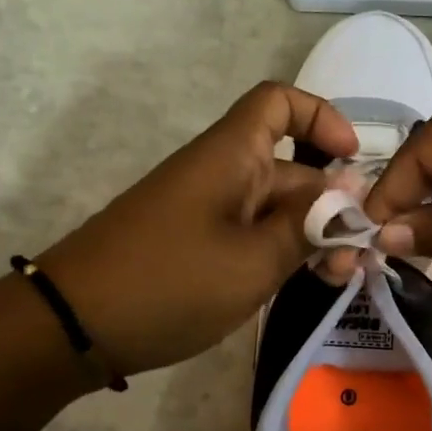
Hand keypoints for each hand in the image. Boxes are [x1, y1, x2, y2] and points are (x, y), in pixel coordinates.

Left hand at [36, 83, 356, 376]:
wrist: (73, 327)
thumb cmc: (169, 283)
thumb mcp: (254, 259)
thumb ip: (308, 224)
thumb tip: (349, 190)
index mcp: (231, 155)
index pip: (279, 103)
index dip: (322, 117)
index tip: (354, 161)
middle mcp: (221, 173)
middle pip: (290, 166)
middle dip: (331, 204)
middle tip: (358, 257)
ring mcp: (207, 211)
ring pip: (274, 208)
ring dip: (310, 235)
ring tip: (338, 279)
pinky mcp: (196, 244)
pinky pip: (251, 234)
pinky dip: (280, 253)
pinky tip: (302, 285)